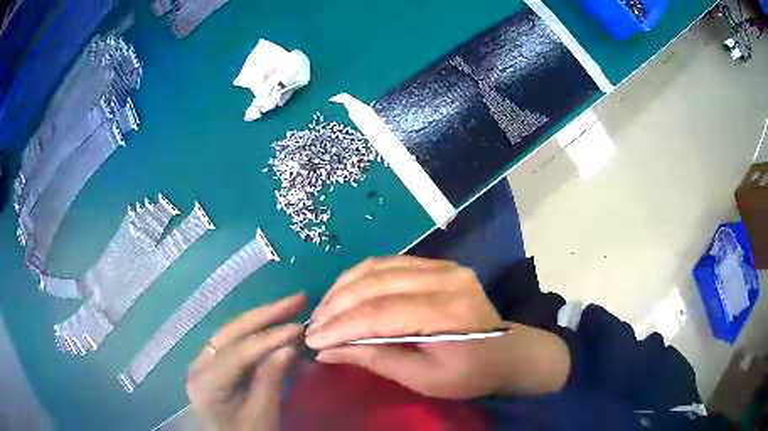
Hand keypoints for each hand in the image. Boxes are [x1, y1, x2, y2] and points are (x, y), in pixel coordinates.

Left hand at [187, 294, 304, 430]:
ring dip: (261, 318)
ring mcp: (203, 361)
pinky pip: (234, 341)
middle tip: (297, 299)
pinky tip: (273, 322)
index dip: (269, 338)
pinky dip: (255, 331)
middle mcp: (199, 365)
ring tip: (289, 305)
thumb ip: (271, 380)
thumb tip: (289, 346)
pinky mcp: (213, 362)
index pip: (238, 352)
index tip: (299, 327)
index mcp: (206, 383)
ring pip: (231, 332)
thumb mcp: (262, 415)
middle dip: (265, 315)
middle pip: (231, 333)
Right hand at [306, 257, 569, 398]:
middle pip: (375, 286)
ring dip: (344, 287)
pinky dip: (361, 276)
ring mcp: (443, 266)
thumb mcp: (424, 379)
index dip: (341, 327)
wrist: (508, 352)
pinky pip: (389, 263)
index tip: (313, 341)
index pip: (380, 315)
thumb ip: (375, 360)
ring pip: (378, 268)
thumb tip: (327, 352)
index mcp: (447, 314)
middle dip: (336, 306)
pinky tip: (345, 291)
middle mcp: (445, 279)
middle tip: (313, 325)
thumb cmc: (470, 374)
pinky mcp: (438, 264)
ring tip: (324, 308)